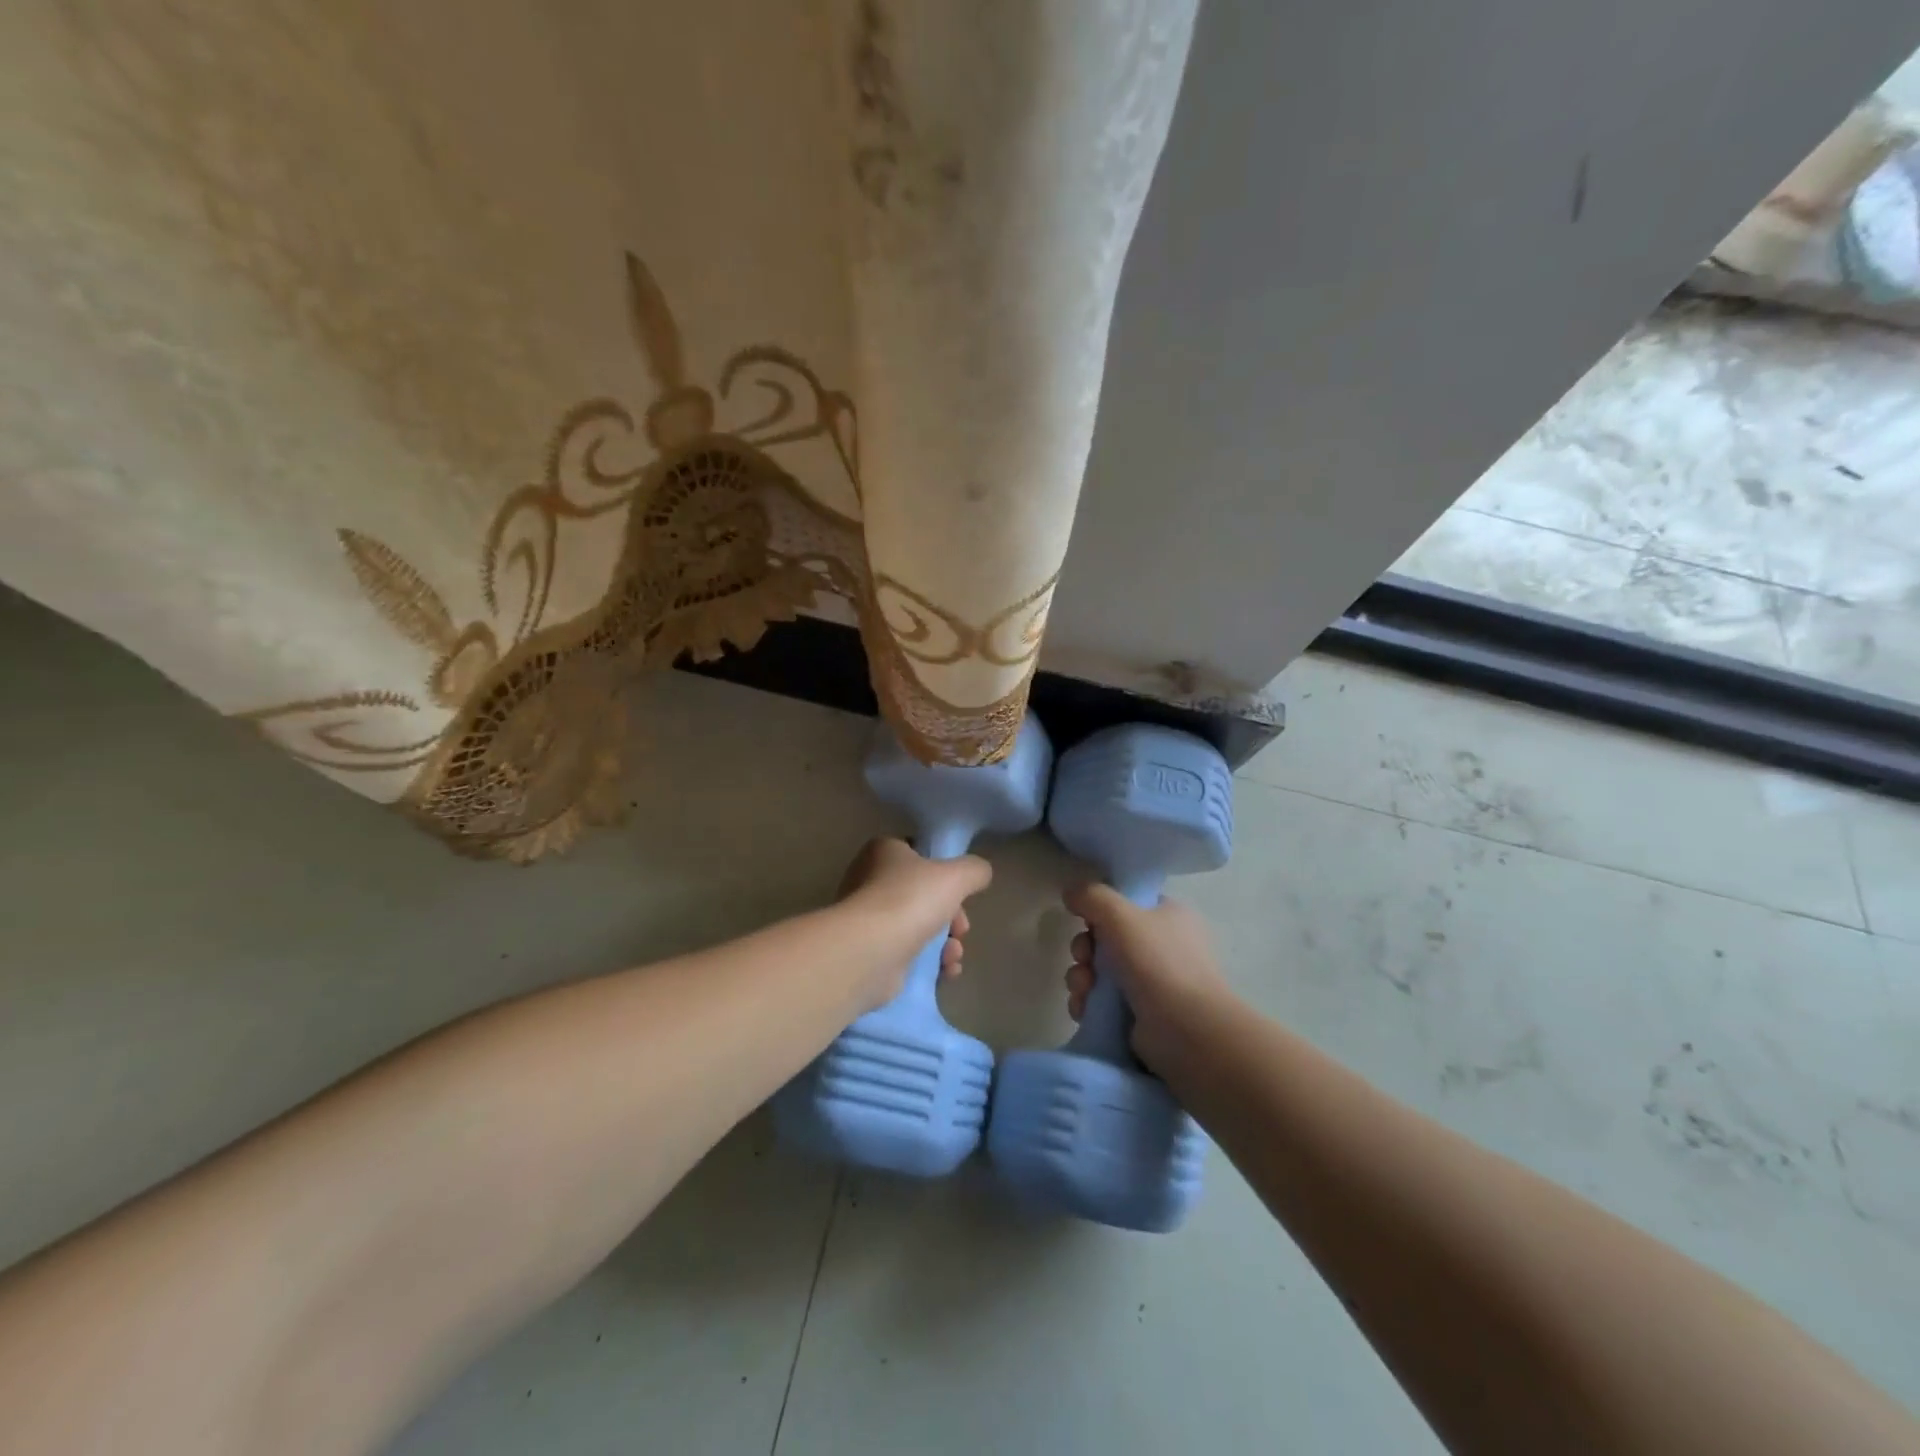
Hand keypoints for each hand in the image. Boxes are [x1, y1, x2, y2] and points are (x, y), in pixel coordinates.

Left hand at [838, 838, 991, 1007]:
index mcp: (883, 851)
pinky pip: (908, 953)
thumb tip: (980, 873)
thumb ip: (974, 870)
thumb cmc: (910, 900)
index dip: (946, 873)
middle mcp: (869, 881)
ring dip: (946, 942)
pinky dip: (930, 962)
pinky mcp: (870, 952)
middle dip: (952, 916)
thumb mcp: (956, 875)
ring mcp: (868, 919)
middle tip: (961, 929)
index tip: (962, 892)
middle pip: (924, 895)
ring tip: (953, 955)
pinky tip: (946, 971)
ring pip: (919, 926)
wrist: (869, 952)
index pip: (920, 854)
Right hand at [1061, 884, 1233, 1071]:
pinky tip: (1084, 1010)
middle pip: (1107, 938)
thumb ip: (1092, 896)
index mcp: (1170, 916)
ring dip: (1082, 977)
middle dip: (1085, 949)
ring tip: (1083, 991)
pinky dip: (1088, 1003)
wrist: (1188, 1033)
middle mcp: (1163, 947)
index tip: (1086, 920)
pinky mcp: (1140, 1015)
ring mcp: (1152, 983)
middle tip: (1083, 958)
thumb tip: (1071, 893)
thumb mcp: (1121, 915)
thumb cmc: (1158, 964)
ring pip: (1100, 971)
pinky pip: (1102, 1001)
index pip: (1127, 903)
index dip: (1101, 910)